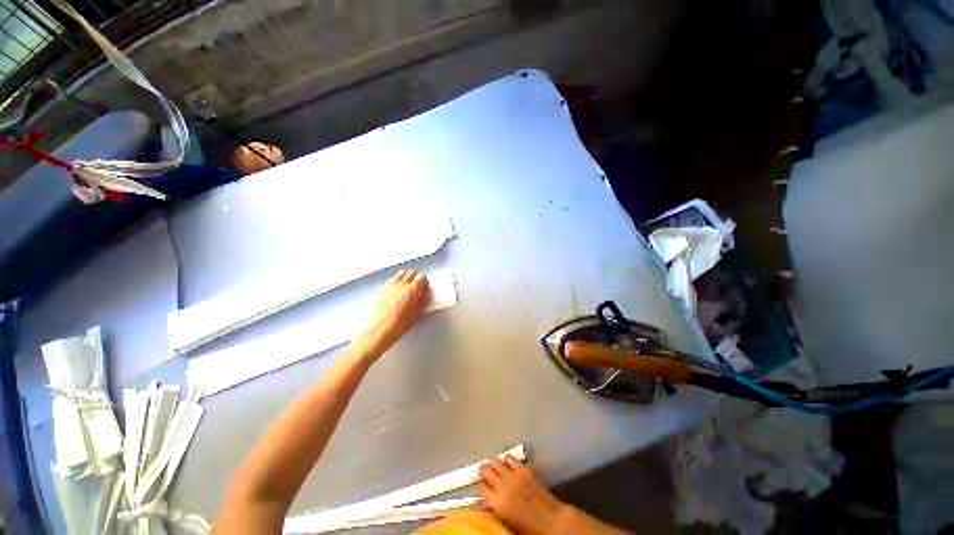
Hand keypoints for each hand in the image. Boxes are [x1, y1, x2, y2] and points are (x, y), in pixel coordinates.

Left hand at [354, 269, 430, 358]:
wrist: (380, 329)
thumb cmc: (398, 324)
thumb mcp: (417, 313)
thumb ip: (424, 300)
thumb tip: (426, 293)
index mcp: (412, 291)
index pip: (421, 277)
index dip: (424, 282)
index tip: (424, 287)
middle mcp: (401, 285)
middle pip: (411, 272)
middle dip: (416, 278)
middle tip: (417, 286)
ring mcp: (391, 285)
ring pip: (401, 273)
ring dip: (406, 277)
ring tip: (407, 286)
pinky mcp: (383, 288)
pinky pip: (392, 278)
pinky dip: (397, 279)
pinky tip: (398, 288)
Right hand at [479, 456, 570, 534]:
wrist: (552, 522)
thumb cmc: (529, 529)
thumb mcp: (507, 524)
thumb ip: (494, 511)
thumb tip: (484, 503)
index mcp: (498, 504)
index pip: (481, 488)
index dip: (482, 488)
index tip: (485, 490)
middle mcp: (504, 486)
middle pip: (486, 470)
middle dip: (485, 473)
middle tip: (487, 477)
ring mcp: (515, 475)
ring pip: (496, 461)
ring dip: (494, 465)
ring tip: (497, 470)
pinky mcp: (525, 469)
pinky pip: (510, 458)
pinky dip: (507, 460)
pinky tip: (508, 466)